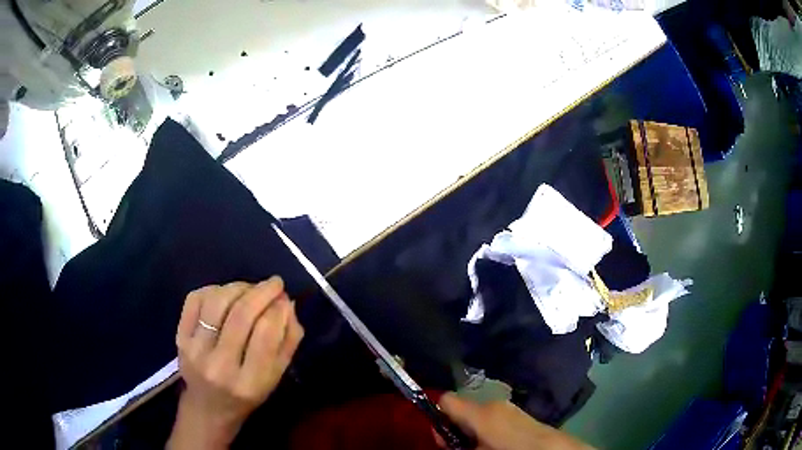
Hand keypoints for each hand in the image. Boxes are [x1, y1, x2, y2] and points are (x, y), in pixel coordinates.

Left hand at [167, 277, 303, 449]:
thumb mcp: (276, 377)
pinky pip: (195, 299)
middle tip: (275, 283)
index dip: (278, 310)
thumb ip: (287, 341)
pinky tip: (226, 294)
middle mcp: (219, 367)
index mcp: (249, 382)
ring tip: (250, 289)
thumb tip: (287, 303)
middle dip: (262, 291)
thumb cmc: (247, 394)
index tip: (285, 299)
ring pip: (217, 302)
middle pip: (241, 315)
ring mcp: (194, 350)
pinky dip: (214, 289)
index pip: (265, 334)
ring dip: (239, 287)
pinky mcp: (179, 337)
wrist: (209, 407)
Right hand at [437, 393, 593, 449]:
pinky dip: (487, 430)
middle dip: (455, 428)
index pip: (446, 399)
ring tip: (480, 448)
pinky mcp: (520, 414)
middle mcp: (493, 403)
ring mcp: (509, 407)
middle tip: (460, 447)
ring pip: (478, 414)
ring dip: (472, 430)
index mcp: (480, 412)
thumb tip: (443, 439)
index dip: (437, 416)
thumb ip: (454, 444)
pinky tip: (496, 445)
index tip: (441, 435)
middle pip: (462, 409)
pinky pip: (494, 418)